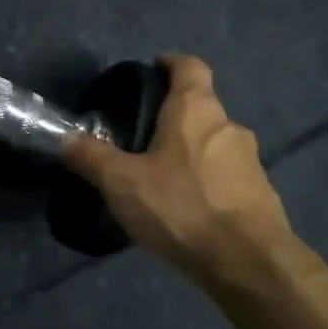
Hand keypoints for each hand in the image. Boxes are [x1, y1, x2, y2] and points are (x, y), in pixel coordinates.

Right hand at [63, 55, 293, 281]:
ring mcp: (251, 162)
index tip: (153, 70)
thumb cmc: (182, 207)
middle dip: (174, 116)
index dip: (171, 64)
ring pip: (215, 143)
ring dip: (191, 151)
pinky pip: (228, 176)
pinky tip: (187, 206)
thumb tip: (65, 138)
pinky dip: (208, 182)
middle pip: (201, 107)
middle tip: (142, 135)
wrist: (250, 264)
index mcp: (196, 110)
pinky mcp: (262, 195)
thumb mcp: (122, 182)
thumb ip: (91, 157)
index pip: (190, 67)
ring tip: (162, 175)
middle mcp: (228, 127)